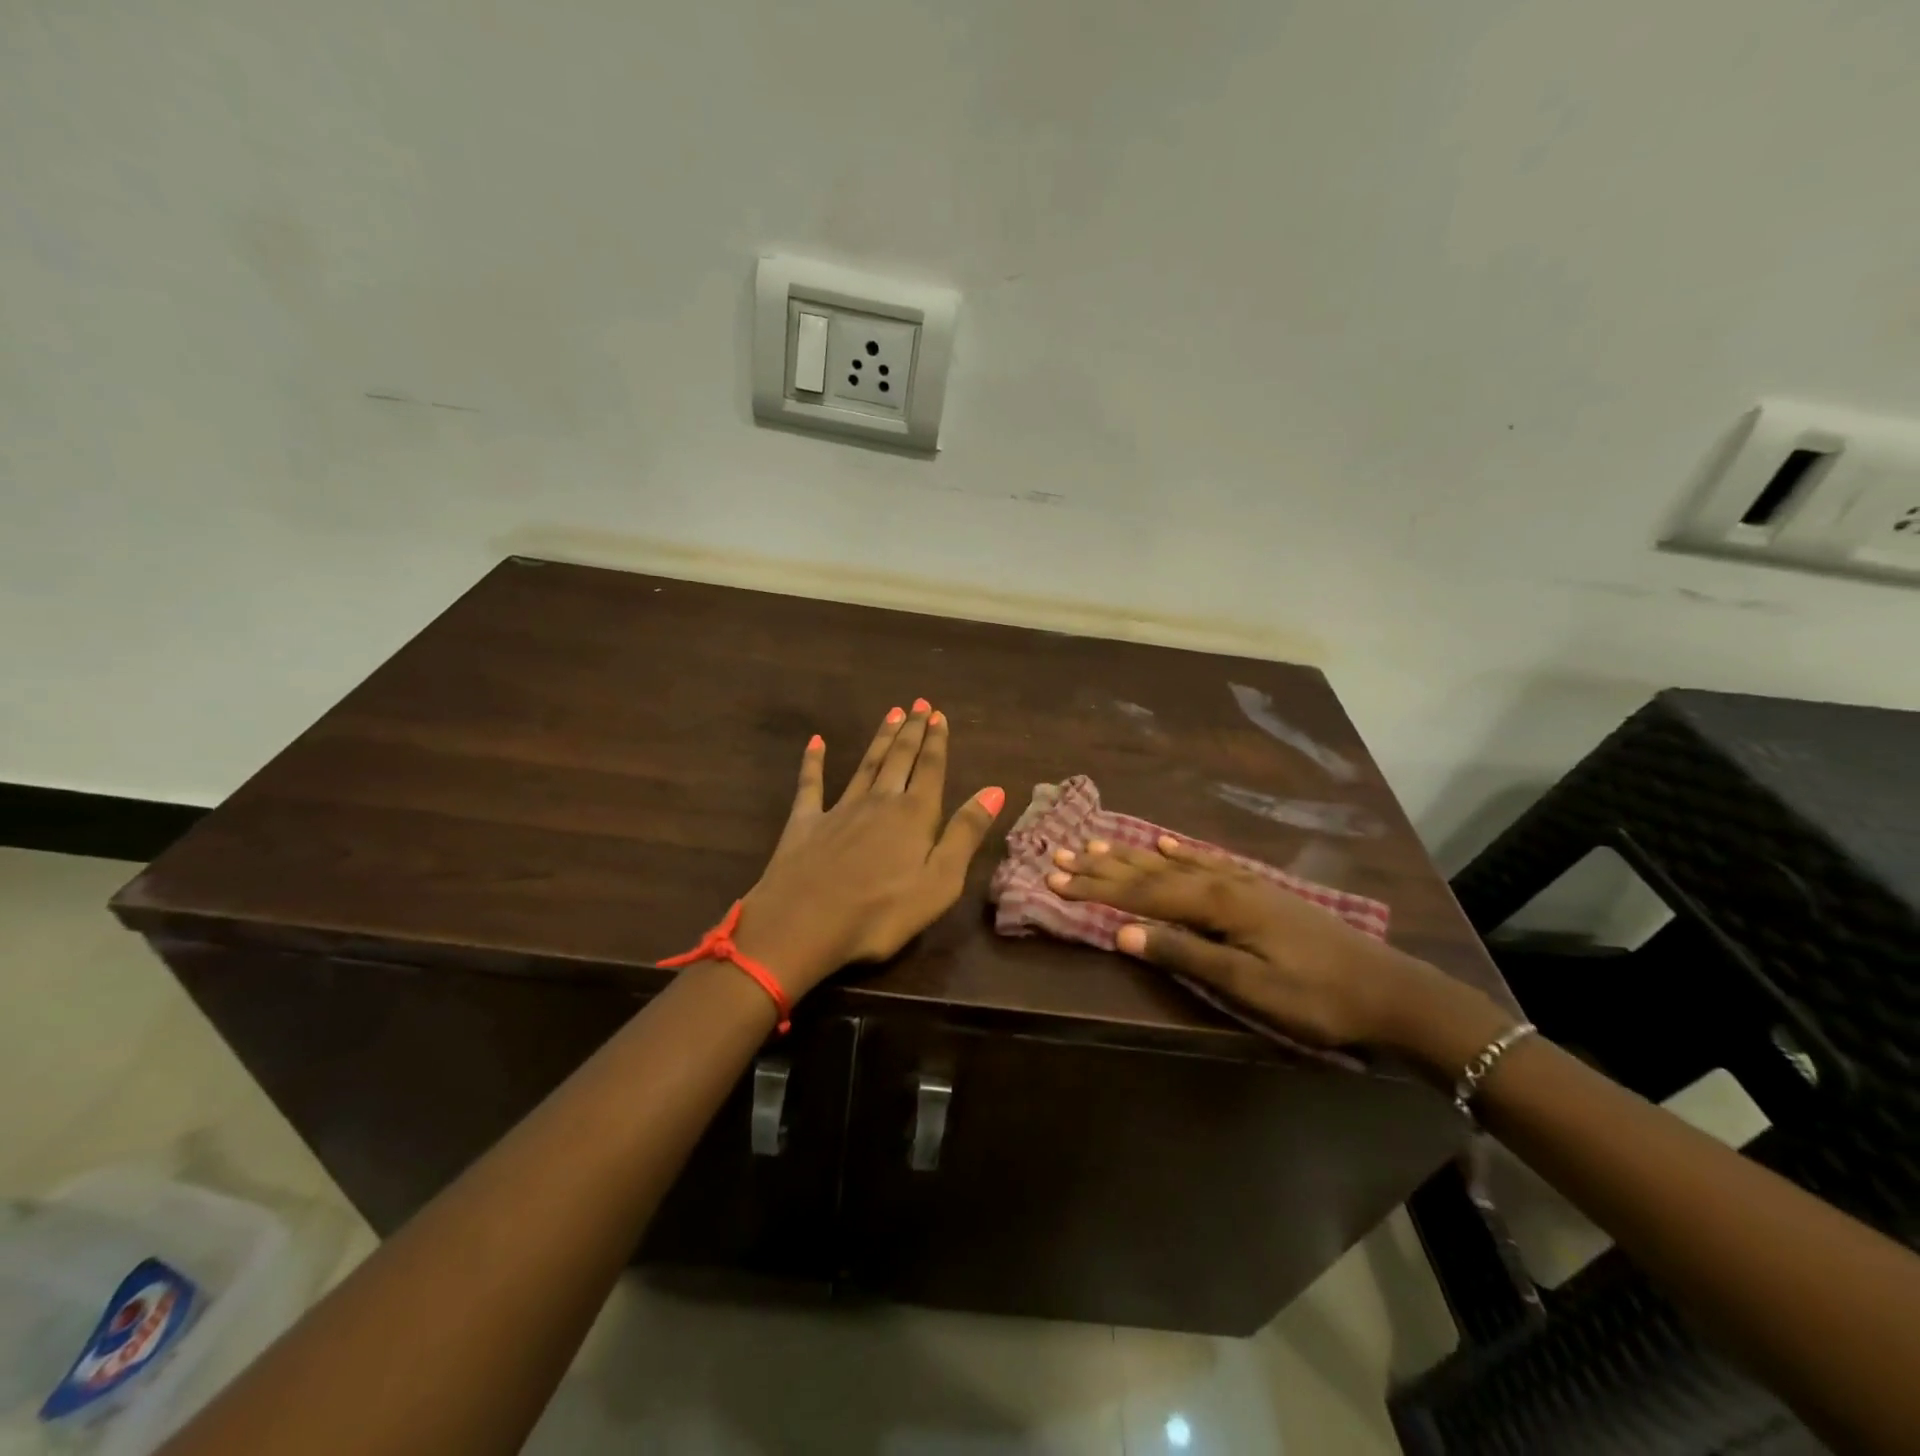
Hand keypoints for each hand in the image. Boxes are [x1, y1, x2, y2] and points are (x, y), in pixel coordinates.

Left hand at [732, 701, 1005, 997]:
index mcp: (914, 815)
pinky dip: (813, 761)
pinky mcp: (805, 822)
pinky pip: (811, 784)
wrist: (803, 924)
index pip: (930, 769)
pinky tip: (816, 742)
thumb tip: (995, 790)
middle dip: (912, 730)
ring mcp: (839, 809)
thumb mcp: (940, 881)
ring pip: (865, 764)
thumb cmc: (881, 912)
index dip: (937, 741)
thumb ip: (965, 833)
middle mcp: (879, 801)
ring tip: (891, 714)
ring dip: (880, 739)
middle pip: (899, 758)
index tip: (939, 715)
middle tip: (919, 704)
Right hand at [1046, 836, 1508, 1060]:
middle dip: (1103, 866)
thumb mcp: (1248, 985)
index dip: (1096, 887)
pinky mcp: (1257, 888)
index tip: (1054, 878)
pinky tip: (1164, 841)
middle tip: (1060, 855)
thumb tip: (1124, 933)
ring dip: (1131, 854)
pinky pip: (1205, 860)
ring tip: (1095, 843)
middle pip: (1150, 871)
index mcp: (1216, 903)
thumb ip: (1185, 953)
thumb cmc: (1316, 997)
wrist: (1390, 991)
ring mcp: (1242, 881)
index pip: (1141, 893)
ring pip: (1173, 861)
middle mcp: (1222, 881)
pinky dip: (1178, 851)